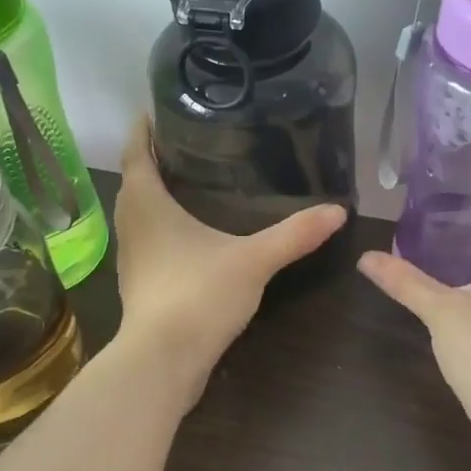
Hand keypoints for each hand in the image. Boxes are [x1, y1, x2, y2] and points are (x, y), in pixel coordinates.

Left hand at [111, 117, 345, 407]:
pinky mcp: (139, 282)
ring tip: (190, 178)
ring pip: (138, 211)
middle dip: (153, 158)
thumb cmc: (198, 295)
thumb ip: (295, 234)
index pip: (136, 152)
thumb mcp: (254, 260)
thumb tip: (338, 211)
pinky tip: (190, 231)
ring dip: (155, 192)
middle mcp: (132, 223)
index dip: (143, 128)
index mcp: (146, 203)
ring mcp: (132, 256)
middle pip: (135, 179)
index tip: (157, 108)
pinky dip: (161, 224)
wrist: (162, 362)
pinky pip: (147, 238)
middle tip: (187, 140)